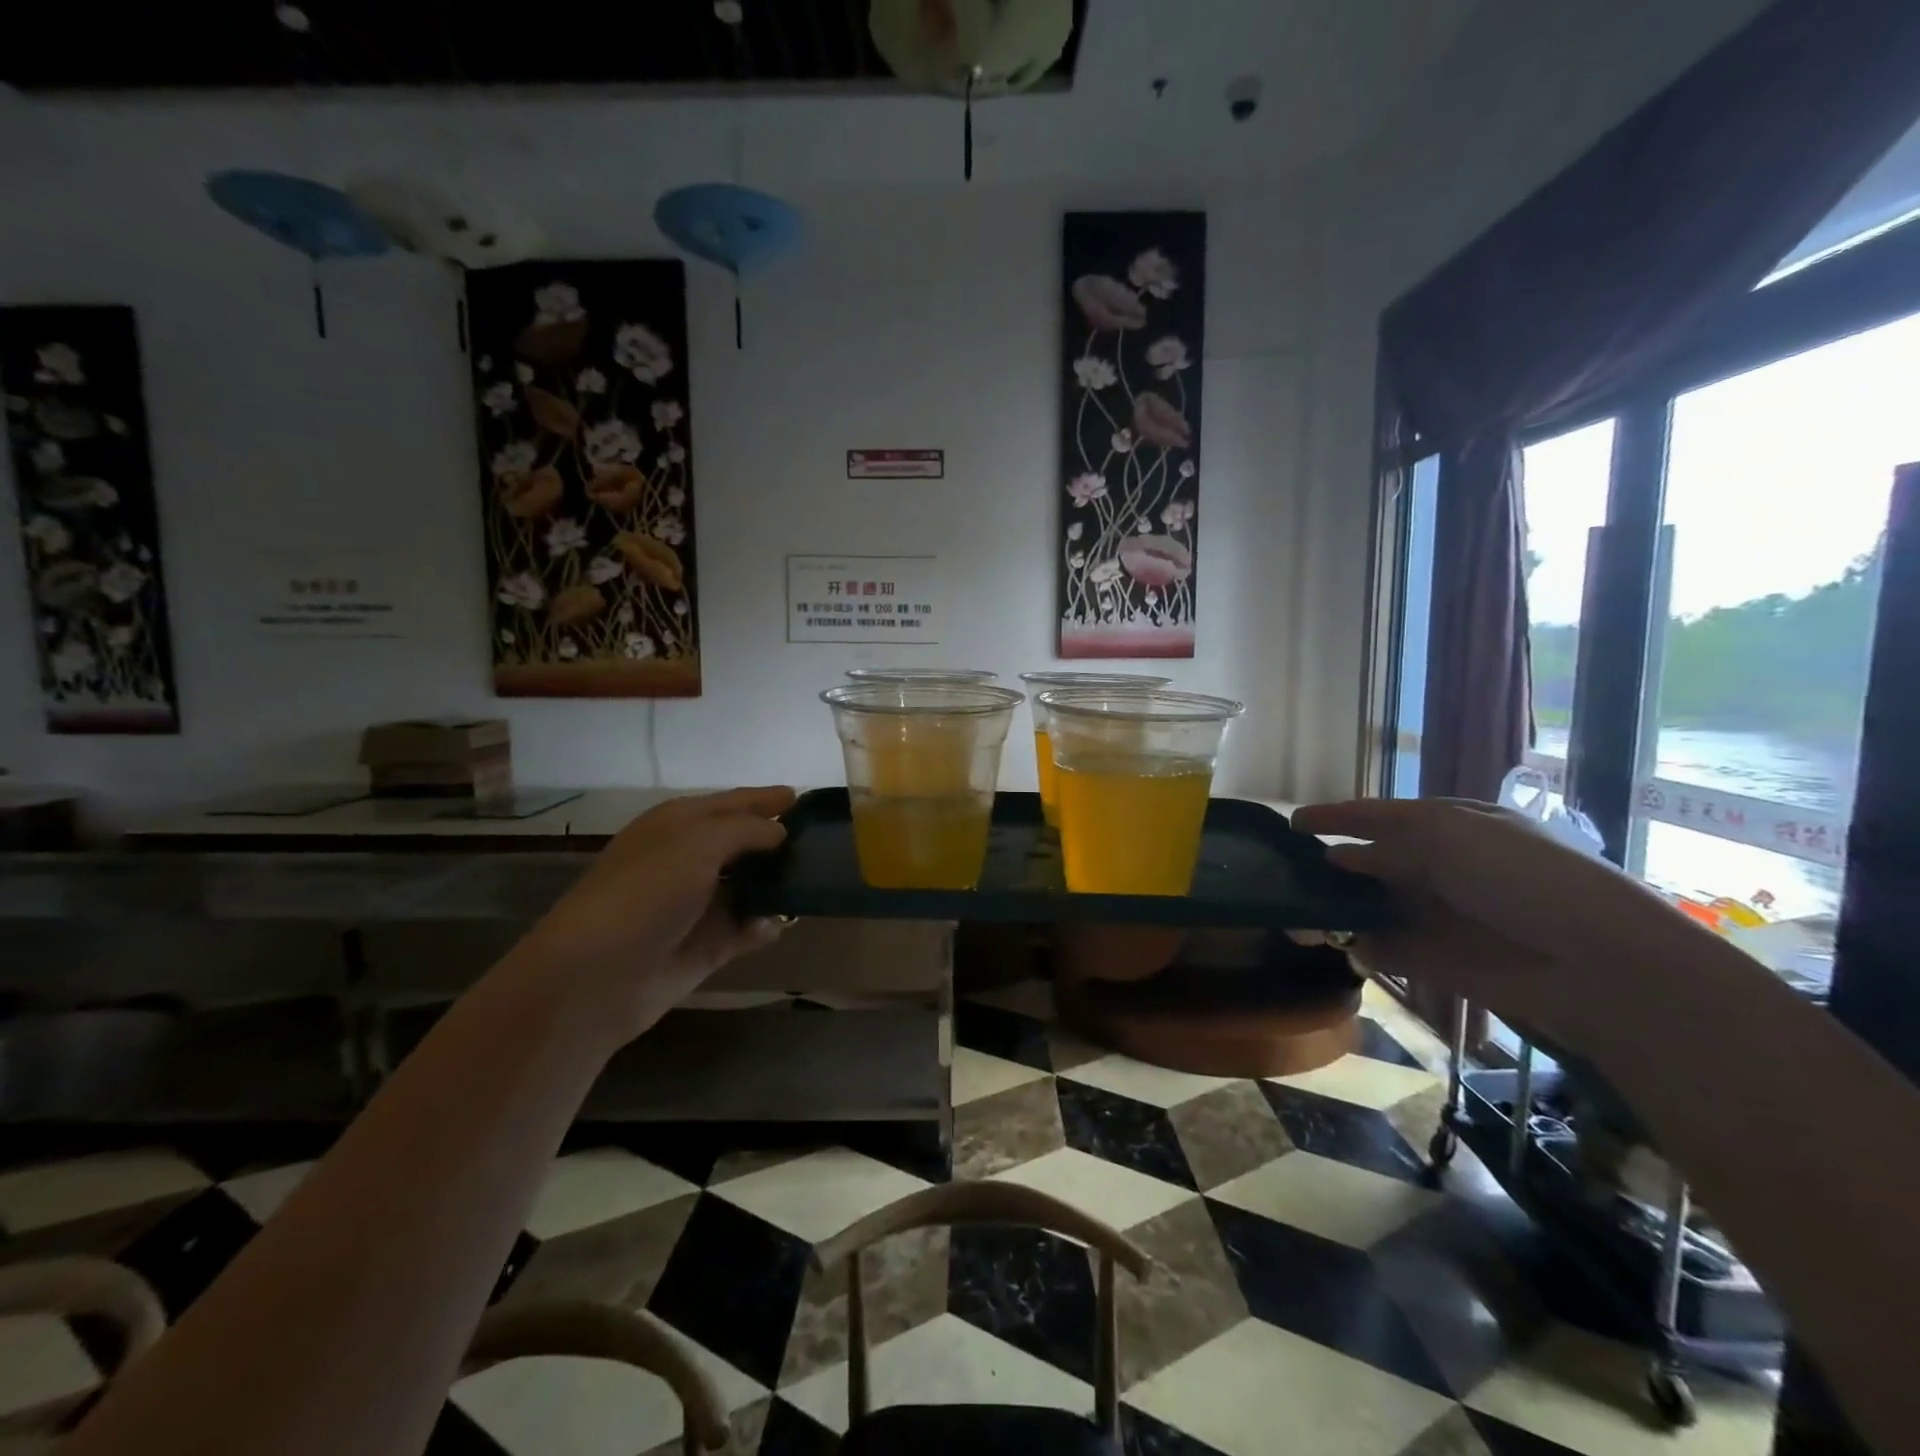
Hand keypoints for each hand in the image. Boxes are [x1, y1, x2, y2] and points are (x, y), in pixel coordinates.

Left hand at [504, 786, 795, 1038]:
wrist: (595, 978)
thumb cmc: (645, 894)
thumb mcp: (696, 843)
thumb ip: (745, 829)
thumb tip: (780, 830)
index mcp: (679, 824)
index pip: (733, 802)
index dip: (767, 798)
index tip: (806, 798)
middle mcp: (689, 859)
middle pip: (745, 843)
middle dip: (780, 841)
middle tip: (825, 840)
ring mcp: (698, 904)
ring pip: (750, 886)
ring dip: (778, 884)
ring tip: (817, 880)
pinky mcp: (706, 945)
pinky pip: (747, 928)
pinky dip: (765, 925)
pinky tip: (782, 924)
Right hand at [1291, 797, 1702, 1046]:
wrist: (1597, 963)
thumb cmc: (1524, 877)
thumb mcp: (1450, 838)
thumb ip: (1385, 846)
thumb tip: (1337, 856)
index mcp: (1447, 826)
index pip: (1377, 815)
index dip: (1335, 816)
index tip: (1290, 822)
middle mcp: (1437, 866)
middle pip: (1368, 861)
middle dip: (1326, 864)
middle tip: (1280, 870)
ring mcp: (1434, 914)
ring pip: (1368, 905)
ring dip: (1333, 907)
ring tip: (1293, 911)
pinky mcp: (1433, 959)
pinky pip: (1381, 948)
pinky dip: (1355, 945)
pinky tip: (1331, 942)